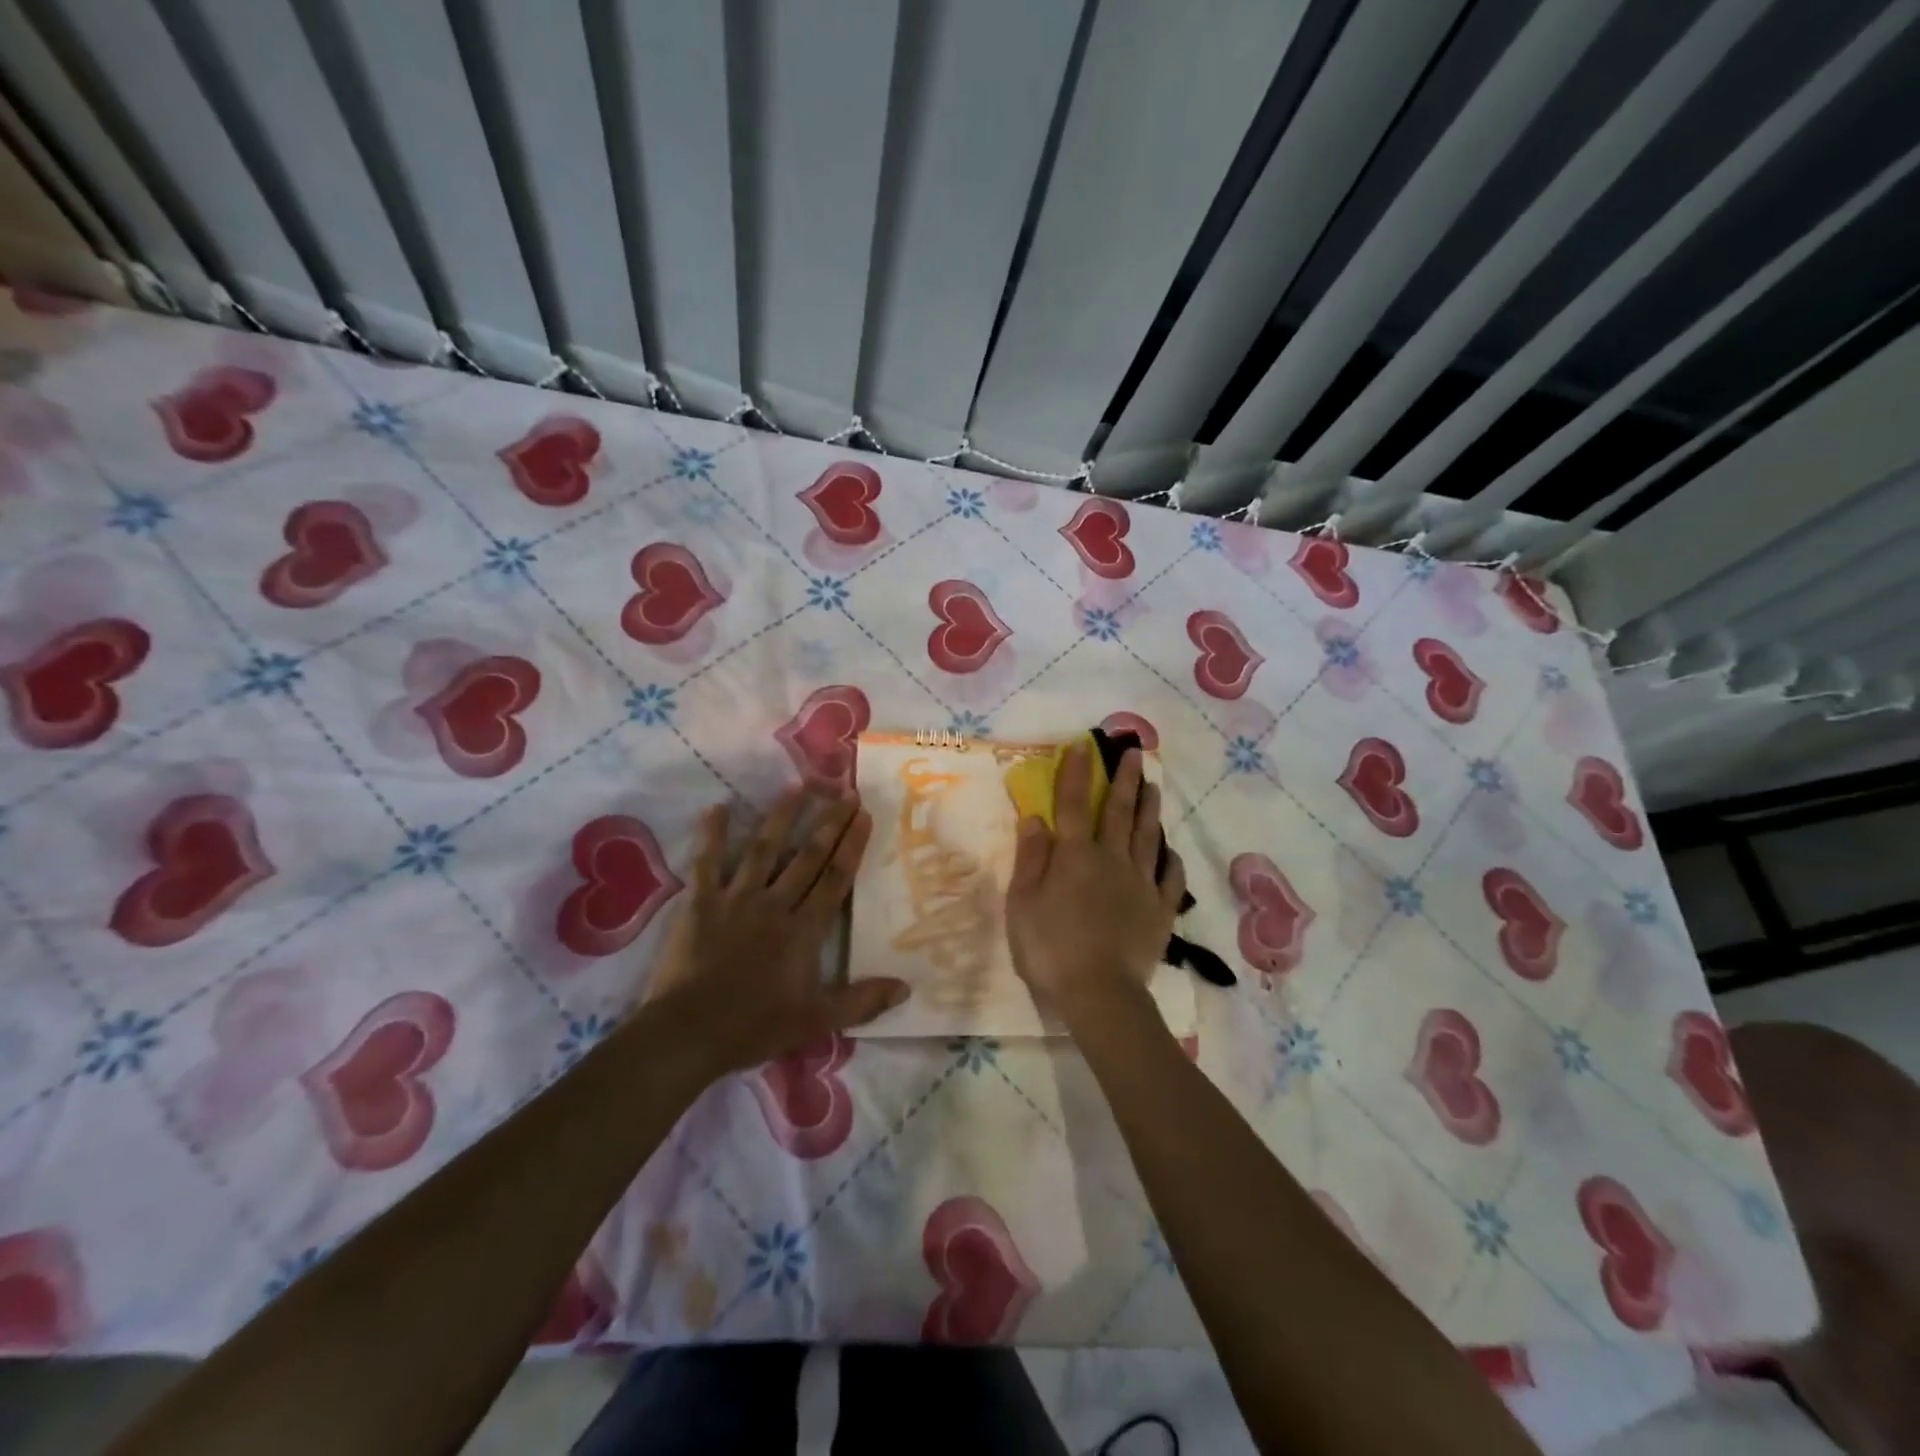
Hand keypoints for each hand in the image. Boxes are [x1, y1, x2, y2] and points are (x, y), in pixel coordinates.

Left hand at [645, 788, 908, 1078]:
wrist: (690, 1033)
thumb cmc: (756, 1026)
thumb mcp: (817, 1020)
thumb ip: (861, 1001)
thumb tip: (906, 989)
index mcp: (804, 930)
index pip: (834, 879)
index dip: (851, 845)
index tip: (863, 814)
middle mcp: (775, 905)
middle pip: (807, 857)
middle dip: (828, 822)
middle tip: (844, 790)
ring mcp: (736, 900)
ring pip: (763, 850)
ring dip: (781, 817)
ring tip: (796, 786)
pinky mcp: (701, 904)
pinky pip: (707, 863)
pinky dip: (711, 835)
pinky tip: (716, 807)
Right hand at [1004, 742, 1184, 1030]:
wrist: (1099, 993)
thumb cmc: (1050, 947)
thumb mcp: (1023, 903)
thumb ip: (1031, 859)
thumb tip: (1035, 818)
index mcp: (1075, 856)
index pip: (1072, 805)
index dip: (1075, 774)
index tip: (1083, 747)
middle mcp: (1111, 859)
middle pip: (1118, 812)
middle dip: (1124, 781)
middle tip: (1134, 754)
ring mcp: (1140, 884)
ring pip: (1147, 837)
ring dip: (1149, 809)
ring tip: (1154, 786)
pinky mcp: (1160, 910)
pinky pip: (1170, 878)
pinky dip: (1171, 860)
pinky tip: (1170, 851)